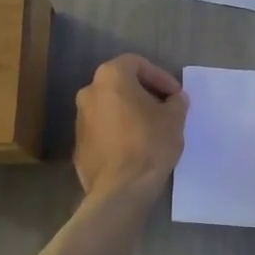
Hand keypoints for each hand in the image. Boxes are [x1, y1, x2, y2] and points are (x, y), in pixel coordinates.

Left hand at [74, 54, 188, 197]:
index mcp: (110, 78)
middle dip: (145, 93)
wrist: (120, 190)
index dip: (160, 76)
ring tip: (152, 129)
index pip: (137, 63)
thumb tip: (175, 99)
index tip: (175, 95)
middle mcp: (89, 92)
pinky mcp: (78, 144)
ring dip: (130, 112)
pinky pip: (103, 129)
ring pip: (110, 107)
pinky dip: (119, 131)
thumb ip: (176, 102)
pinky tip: (135, 147)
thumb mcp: (174, 119)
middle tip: (165, 109)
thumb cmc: (149, 144)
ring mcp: (79, 119)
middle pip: (121, 84)